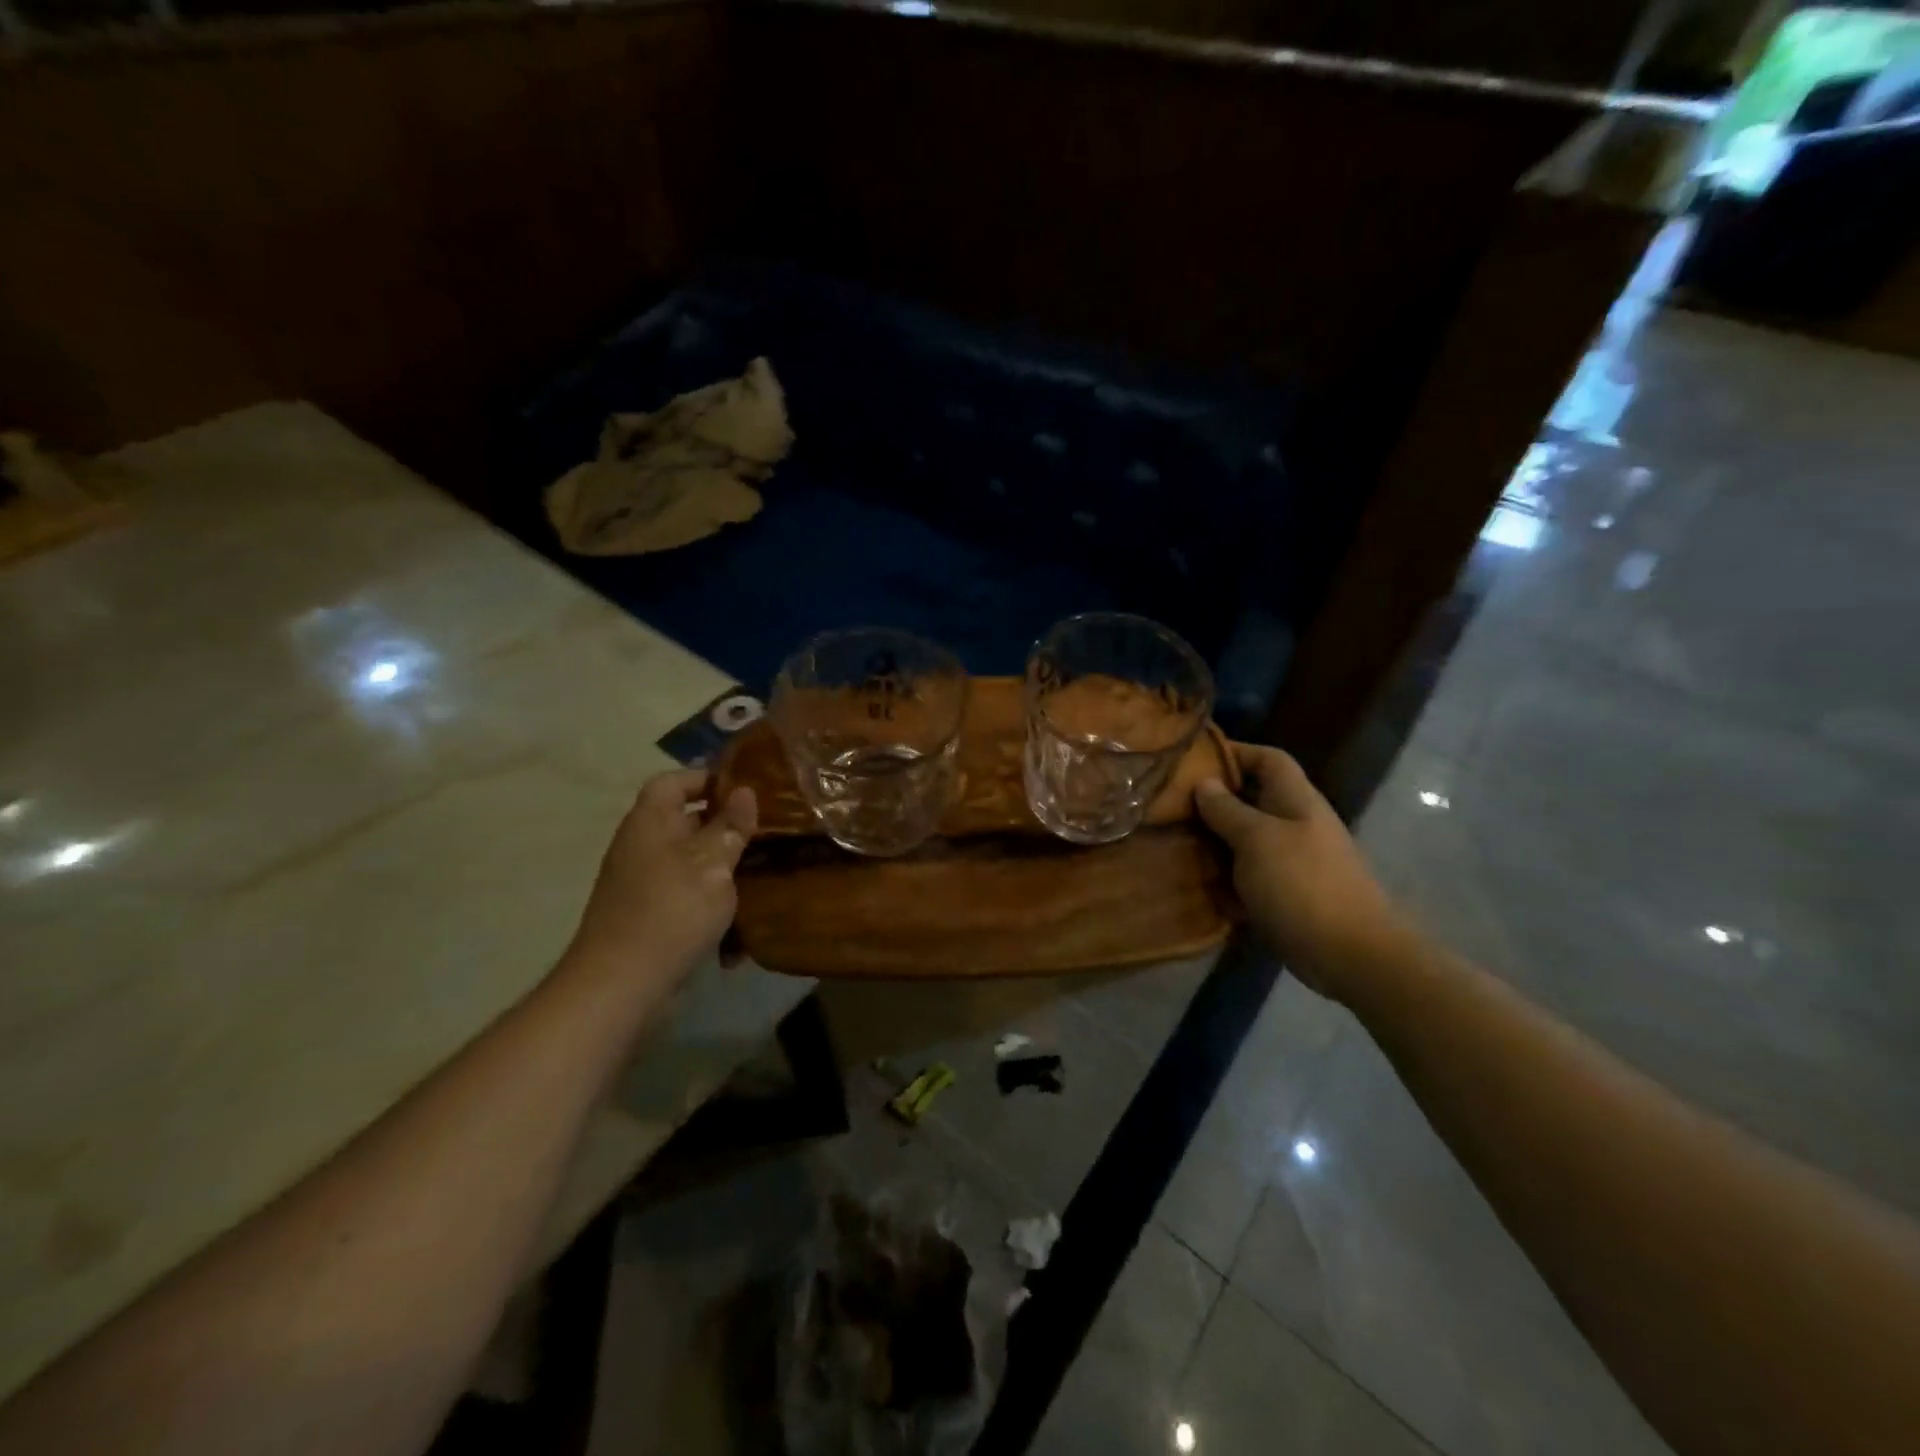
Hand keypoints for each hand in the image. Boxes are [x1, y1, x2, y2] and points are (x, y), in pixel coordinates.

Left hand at [564, 770, 757, 995]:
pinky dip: (709, 898)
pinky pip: (684, 892)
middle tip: (766, 828)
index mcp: (650, 822)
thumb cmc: (670, 911)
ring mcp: (641, 882)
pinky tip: (739, 920)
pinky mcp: (647, 914)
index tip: (746, 788)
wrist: (620, 984)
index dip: (708, 777)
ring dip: (721, 864)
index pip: (674, 781)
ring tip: (761, 870)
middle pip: (684, 820)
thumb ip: (731, 826)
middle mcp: (641, 845)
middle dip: (724, 824)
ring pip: (689, 859)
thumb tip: (745, 791)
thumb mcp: (712, 864)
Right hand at [1194, 742, 1409, 1002]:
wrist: (1350, 954)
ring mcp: (1291, 862)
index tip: (1192, 759)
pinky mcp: (1284, 895)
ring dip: (1213, 842)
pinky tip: (1193, 882)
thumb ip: (1227, 809)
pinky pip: (1246, 876)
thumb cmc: (1303, 884)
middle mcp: (1295, 824)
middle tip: (1169, 805)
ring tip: (1172, 841)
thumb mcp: (1257, 839)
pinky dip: (1223, 878)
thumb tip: (1203, 782)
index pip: (1268, 759)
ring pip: (1244, 840)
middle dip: (1213, 801)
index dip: (1235, 752)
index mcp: (1296, 800)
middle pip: (1251, 800)